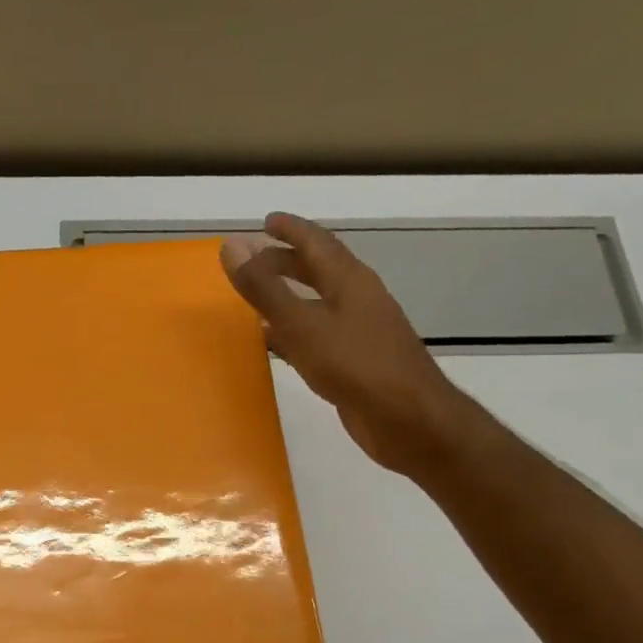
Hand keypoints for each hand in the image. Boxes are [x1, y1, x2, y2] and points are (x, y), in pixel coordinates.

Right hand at [220, 212, 467, 477]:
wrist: (410, 421)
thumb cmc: (357, 366)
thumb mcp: (303, 324)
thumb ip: (265, 288)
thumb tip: (232, 246)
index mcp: (350, 281)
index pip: (317, 242)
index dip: (291, 229)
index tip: (266, 221)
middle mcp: (358, 300)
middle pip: (320, 270)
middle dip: (287, 261)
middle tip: (254, 260)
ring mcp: (360, 332)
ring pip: (318, 303)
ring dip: (289, 297)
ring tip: (257, 299)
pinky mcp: (357, 362)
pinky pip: (318, 335)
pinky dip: (293, 331)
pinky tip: (276, 345)